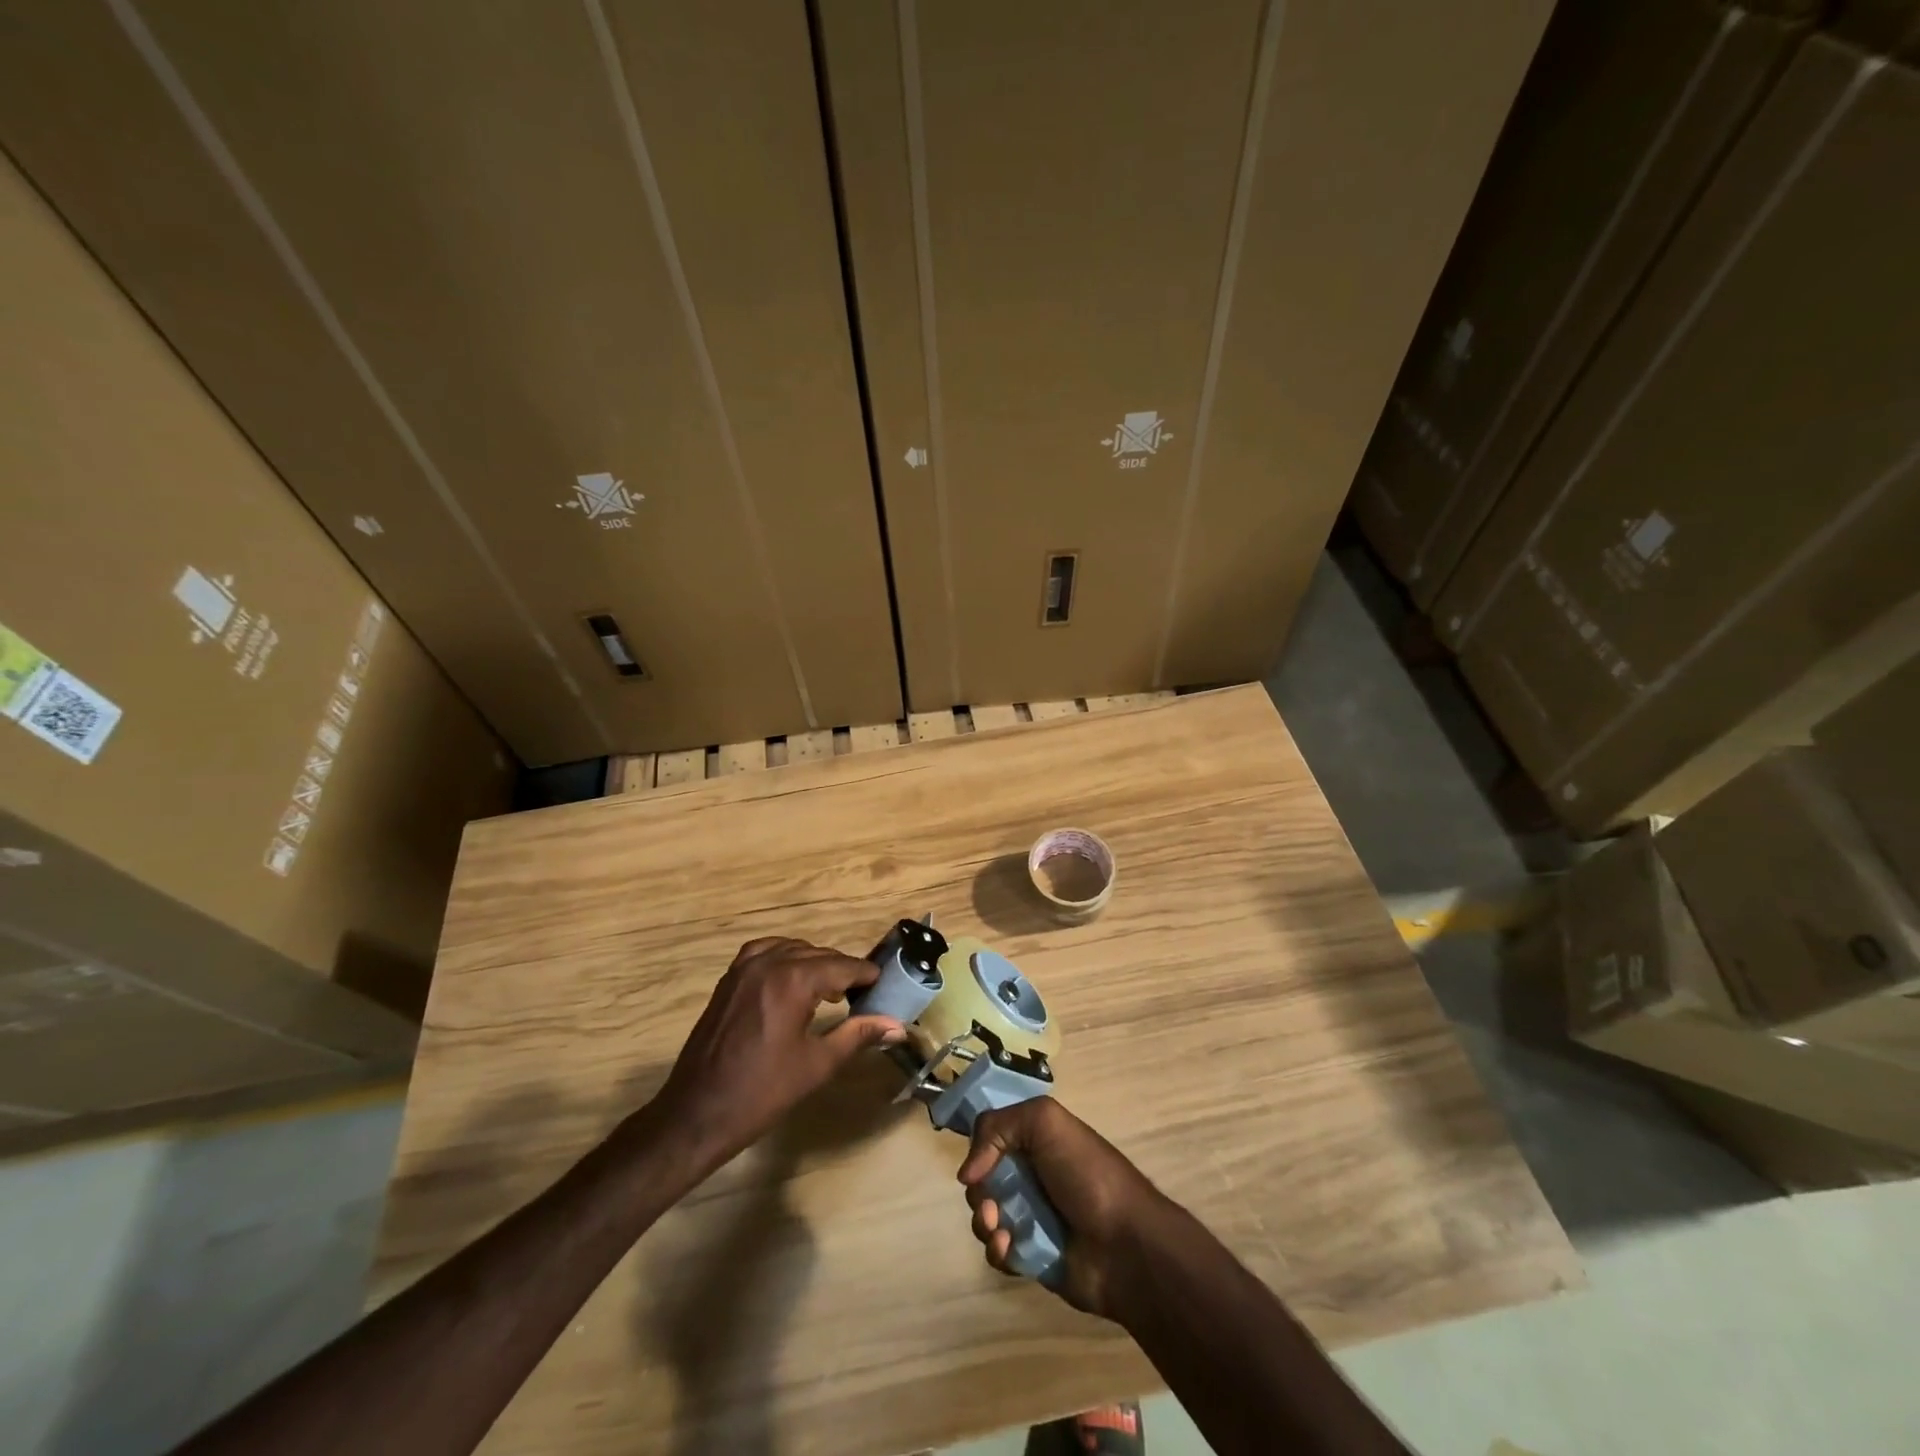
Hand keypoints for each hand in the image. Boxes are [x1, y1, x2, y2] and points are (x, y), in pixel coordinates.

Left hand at [651, 937, 904, 1173]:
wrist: (698, 1114)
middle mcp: (769, 963)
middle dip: (842, 970)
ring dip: (814, 962)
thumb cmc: (763, 1092)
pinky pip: (763, 952)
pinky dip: (783, 956)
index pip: (842, 966)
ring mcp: (744, 968)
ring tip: (830, 988)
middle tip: (862, 993)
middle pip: (818, 954)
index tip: (883, 984)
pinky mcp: (728, 979)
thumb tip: (898, 1026)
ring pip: (791, 949)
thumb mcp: (818, 1064)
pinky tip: (791, 978)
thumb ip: (858, 1035)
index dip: (865, 974)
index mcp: (793, 981)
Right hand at [957, 1098, 1174, 1318]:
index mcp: (1037, 1140)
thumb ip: (998, 1127)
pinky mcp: (1031, 1255)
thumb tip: (968, 1172)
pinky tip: (1009, 1249)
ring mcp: (1031, 1216)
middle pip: (983, 1178)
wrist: (1125, 1245)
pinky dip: (997, 1249)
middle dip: (980, 1191)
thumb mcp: (1045, 1122)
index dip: (978, 1148)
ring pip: (985, 1214)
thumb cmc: (1087, 1174)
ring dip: (984, 1221)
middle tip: (991, 1203)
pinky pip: (998, 1251)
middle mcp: (1032, 1174)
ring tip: (1000, 1229)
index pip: (992, 1136)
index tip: (975, 1166)